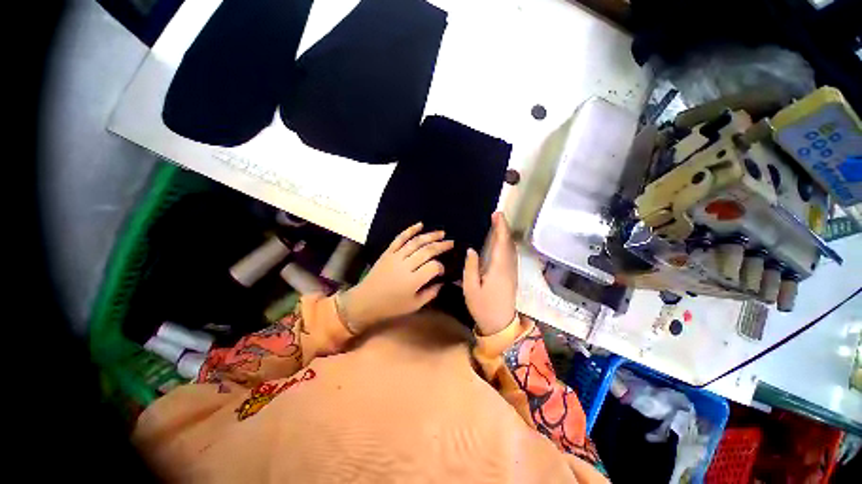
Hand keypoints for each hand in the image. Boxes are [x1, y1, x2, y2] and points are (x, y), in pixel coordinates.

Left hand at [342, 222, 452, 331]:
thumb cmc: (391, 306)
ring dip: (430, 235)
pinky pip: (400, 238)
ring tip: (442, 233)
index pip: (433, 267)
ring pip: (416, 242)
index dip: (441, 267)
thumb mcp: (414, 305)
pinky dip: (410, 230)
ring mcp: (396, 256)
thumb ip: (430, 293)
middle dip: (441, 246)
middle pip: (427, 251)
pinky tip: (420, 224)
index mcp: (413, 281)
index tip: (443, 271)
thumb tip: (442, 282)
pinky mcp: (388, 252)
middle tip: (451, 243)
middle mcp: (406, 265)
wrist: (365, 301)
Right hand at [463, 213, 517, 334]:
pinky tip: (502, 243)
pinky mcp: (512, 276)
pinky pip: (511, 255)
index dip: (500, 227)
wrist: (500, 324)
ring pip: (512, 249)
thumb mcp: (470, 287)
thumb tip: (472, 249)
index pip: (501, 243)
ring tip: (498, 225)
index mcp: (498, 268)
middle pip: (508, 243)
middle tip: (497, 216)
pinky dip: (507, 244)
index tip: (497, 214)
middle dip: (504, 228)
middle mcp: (508, 267)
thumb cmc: (482, 306)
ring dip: (506, 235)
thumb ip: (471, 267)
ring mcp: (512, 272)